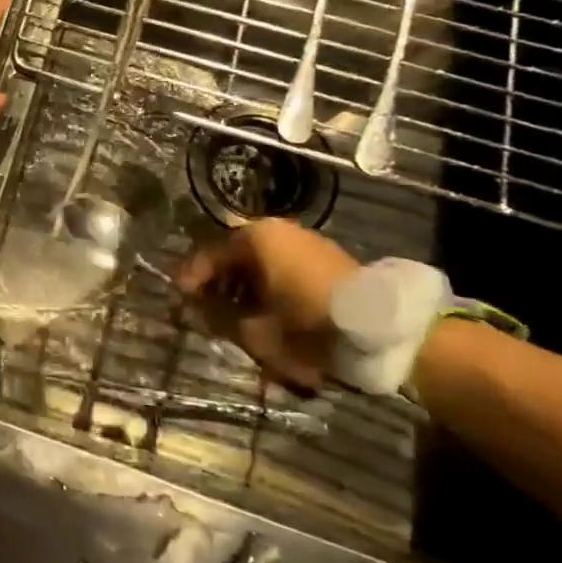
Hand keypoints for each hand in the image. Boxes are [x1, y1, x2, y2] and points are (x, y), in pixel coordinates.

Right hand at [175, 218, 358, 387]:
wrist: (382, 329)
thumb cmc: (307, 323)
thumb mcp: (256, 330)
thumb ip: (221, 318)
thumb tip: (200, 312)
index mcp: (256, 238)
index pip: (210, 254)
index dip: (191, 278)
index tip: (179, 299)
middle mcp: (278, 232)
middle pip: (237, 258)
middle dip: (221, 286)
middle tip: (207, 311)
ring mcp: (306, 243)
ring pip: (263, 266)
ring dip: (247, 291)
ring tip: (239, 320)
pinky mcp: (328, 261)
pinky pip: (286, 272)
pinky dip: (272, 291)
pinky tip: (271, 316)